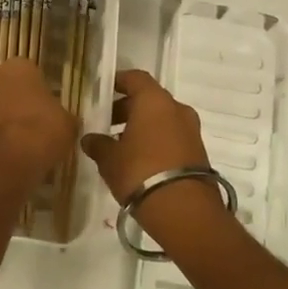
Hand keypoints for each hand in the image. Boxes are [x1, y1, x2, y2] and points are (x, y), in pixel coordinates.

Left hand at [0, 59, 77, 187]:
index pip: (32, 71)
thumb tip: (63, 120)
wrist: (7, 162)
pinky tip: (15, 151)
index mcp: (18, 66)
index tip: (50, 105)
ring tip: (27, 139)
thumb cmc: (42, 130)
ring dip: (8, 117)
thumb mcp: (68, 122)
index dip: (41, 89)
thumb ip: (63, 115)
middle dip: (20, 100)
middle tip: (38, 120)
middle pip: (9, 86)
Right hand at [82, 71, 228, 247]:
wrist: (184, 210)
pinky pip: (173, 136)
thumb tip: (89, 139)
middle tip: (108, 123)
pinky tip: (141, 159)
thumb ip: (98, 144)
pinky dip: (157, 140)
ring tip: (122, 145)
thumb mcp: (110, 159)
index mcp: (154, 101)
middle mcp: (176, 109)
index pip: (136, 78)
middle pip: (150, 99)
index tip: (104, 89)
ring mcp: (191, 130)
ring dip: (143, 126)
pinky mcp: (198, 152)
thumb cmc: (140, 172)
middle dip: (128, 108)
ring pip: (162, 119)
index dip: (119, 81)